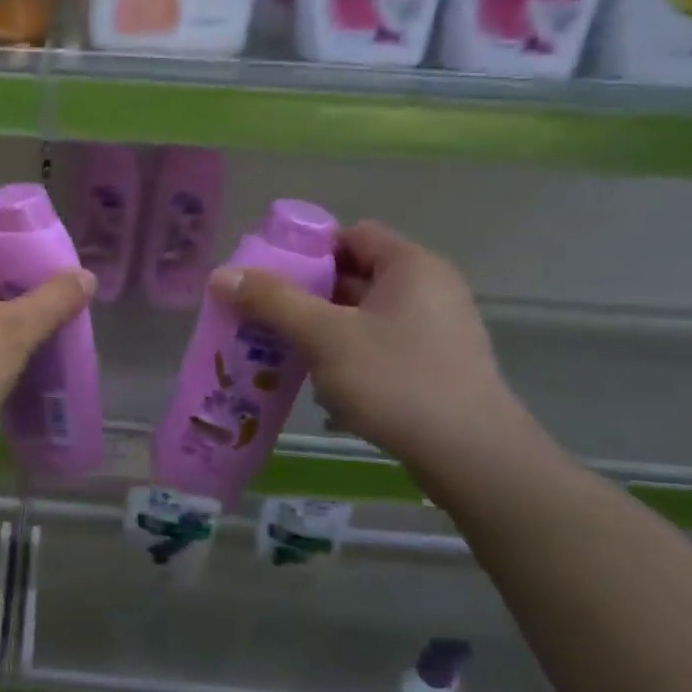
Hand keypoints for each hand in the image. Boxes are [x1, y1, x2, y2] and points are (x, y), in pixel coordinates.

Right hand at [209, 221, 520, 470]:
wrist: (470, 455)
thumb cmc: (395, 380)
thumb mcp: (324, 336)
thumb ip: (272, 301)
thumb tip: (221, 274)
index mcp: (411, 266)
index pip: (350, 236)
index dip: (306, 250)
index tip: (266, 276)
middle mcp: (429, 288)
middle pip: (354, 274)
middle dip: (305, 293)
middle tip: (262, 314)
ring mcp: (435, 329)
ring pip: (363, 314)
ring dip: (322, 327)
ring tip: (280, 347)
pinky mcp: (434, 365)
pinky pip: (378, 343)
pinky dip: (346, 353)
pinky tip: (319, 379)